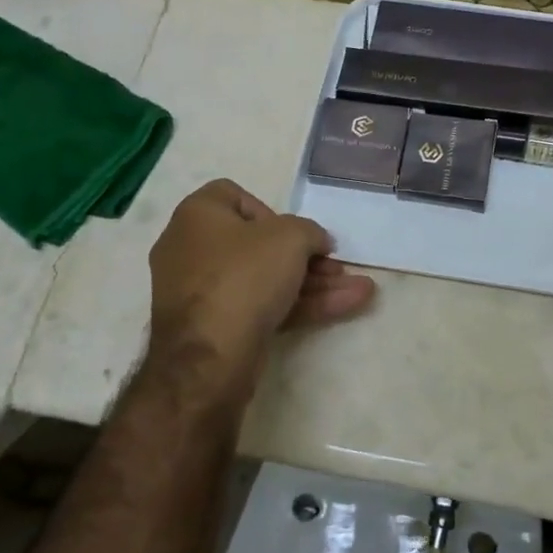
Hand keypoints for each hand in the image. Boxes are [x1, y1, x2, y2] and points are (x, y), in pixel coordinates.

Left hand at [147, 179, 376, 381]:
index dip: (270, 210)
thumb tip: (317, 242)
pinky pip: (262, 306)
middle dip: (306, 257)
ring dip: (314, 284)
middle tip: (337, 267)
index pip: (233, 196)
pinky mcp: (217, 328)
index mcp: (198, 216)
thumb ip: (309, 231)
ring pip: (266, 280)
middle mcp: (193, 250)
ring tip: (360, 290)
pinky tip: (346, 306)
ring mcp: (203, 293)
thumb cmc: (245, 276)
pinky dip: (300, 305)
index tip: (293, 232)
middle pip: (258, 245)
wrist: (210, 357)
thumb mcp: (290, 237)